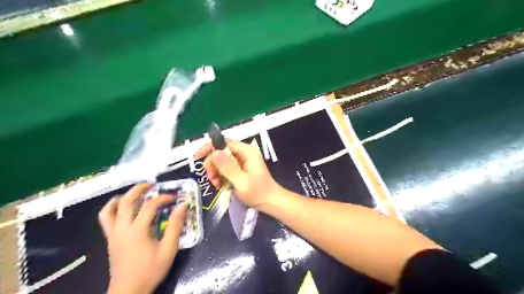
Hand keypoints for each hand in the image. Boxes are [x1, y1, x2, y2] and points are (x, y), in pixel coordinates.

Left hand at [99, 183, 187, 292]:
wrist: (128, 291)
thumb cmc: (151, 270)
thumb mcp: (169, 249)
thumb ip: (175, 226)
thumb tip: (182, 206)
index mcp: (138, 230)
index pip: (150, 205)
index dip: (163, 198)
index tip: (174, 199)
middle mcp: (122, 228)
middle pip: (126, 201)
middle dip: (139, 189)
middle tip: (151, 184)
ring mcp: (113, 234)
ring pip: (110, 209)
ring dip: (123, 197)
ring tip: (135, 193)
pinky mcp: (110, 239)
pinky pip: (106, 219)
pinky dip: (112, 208)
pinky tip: (122, 208)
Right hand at [195, 140, 281, 208]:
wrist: (271, 202)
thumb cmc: (258, 193)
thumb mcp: (241, 182)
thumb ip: (228, 167)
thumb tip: (214, 152)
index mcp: (247, 152)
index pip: (224, 143)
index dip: (209, 148)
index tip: (197, 158)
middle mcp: (244, 153)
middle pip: (221, 152)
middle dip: (212, 164)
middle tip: (211, 179)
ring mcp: (243, 161)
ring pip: (221, 161)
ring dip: (215, 172)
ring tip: (217, 185)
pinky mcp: (241, 168)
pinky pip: (226, 168)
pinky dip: (221, 176)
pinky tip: (221, 185)